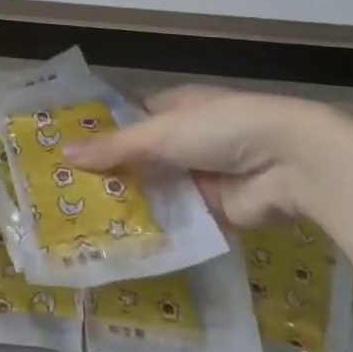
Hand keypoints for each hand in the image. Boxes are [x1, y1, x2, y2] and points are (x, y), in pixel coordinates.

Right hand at [61, 86, 352, 226]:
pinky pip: (176, 220)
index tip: (62, 153)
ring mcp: (198, 176)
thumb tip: (64, 153)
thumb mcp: (161, 133)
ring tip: (82, 224)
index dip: (98, 135)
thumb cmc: (221, 128)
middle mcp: (183, 140)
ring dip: (129, 204)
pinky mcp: (213, 211)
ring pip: (154, 191)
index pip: (127, 120)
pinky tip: (119, 243)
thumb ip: (115, 148)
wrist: (290, 163)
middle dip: (109, 175)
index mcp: (172, 108)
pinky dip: (155, 229)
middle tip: (63, 196)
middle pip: (138, 159)